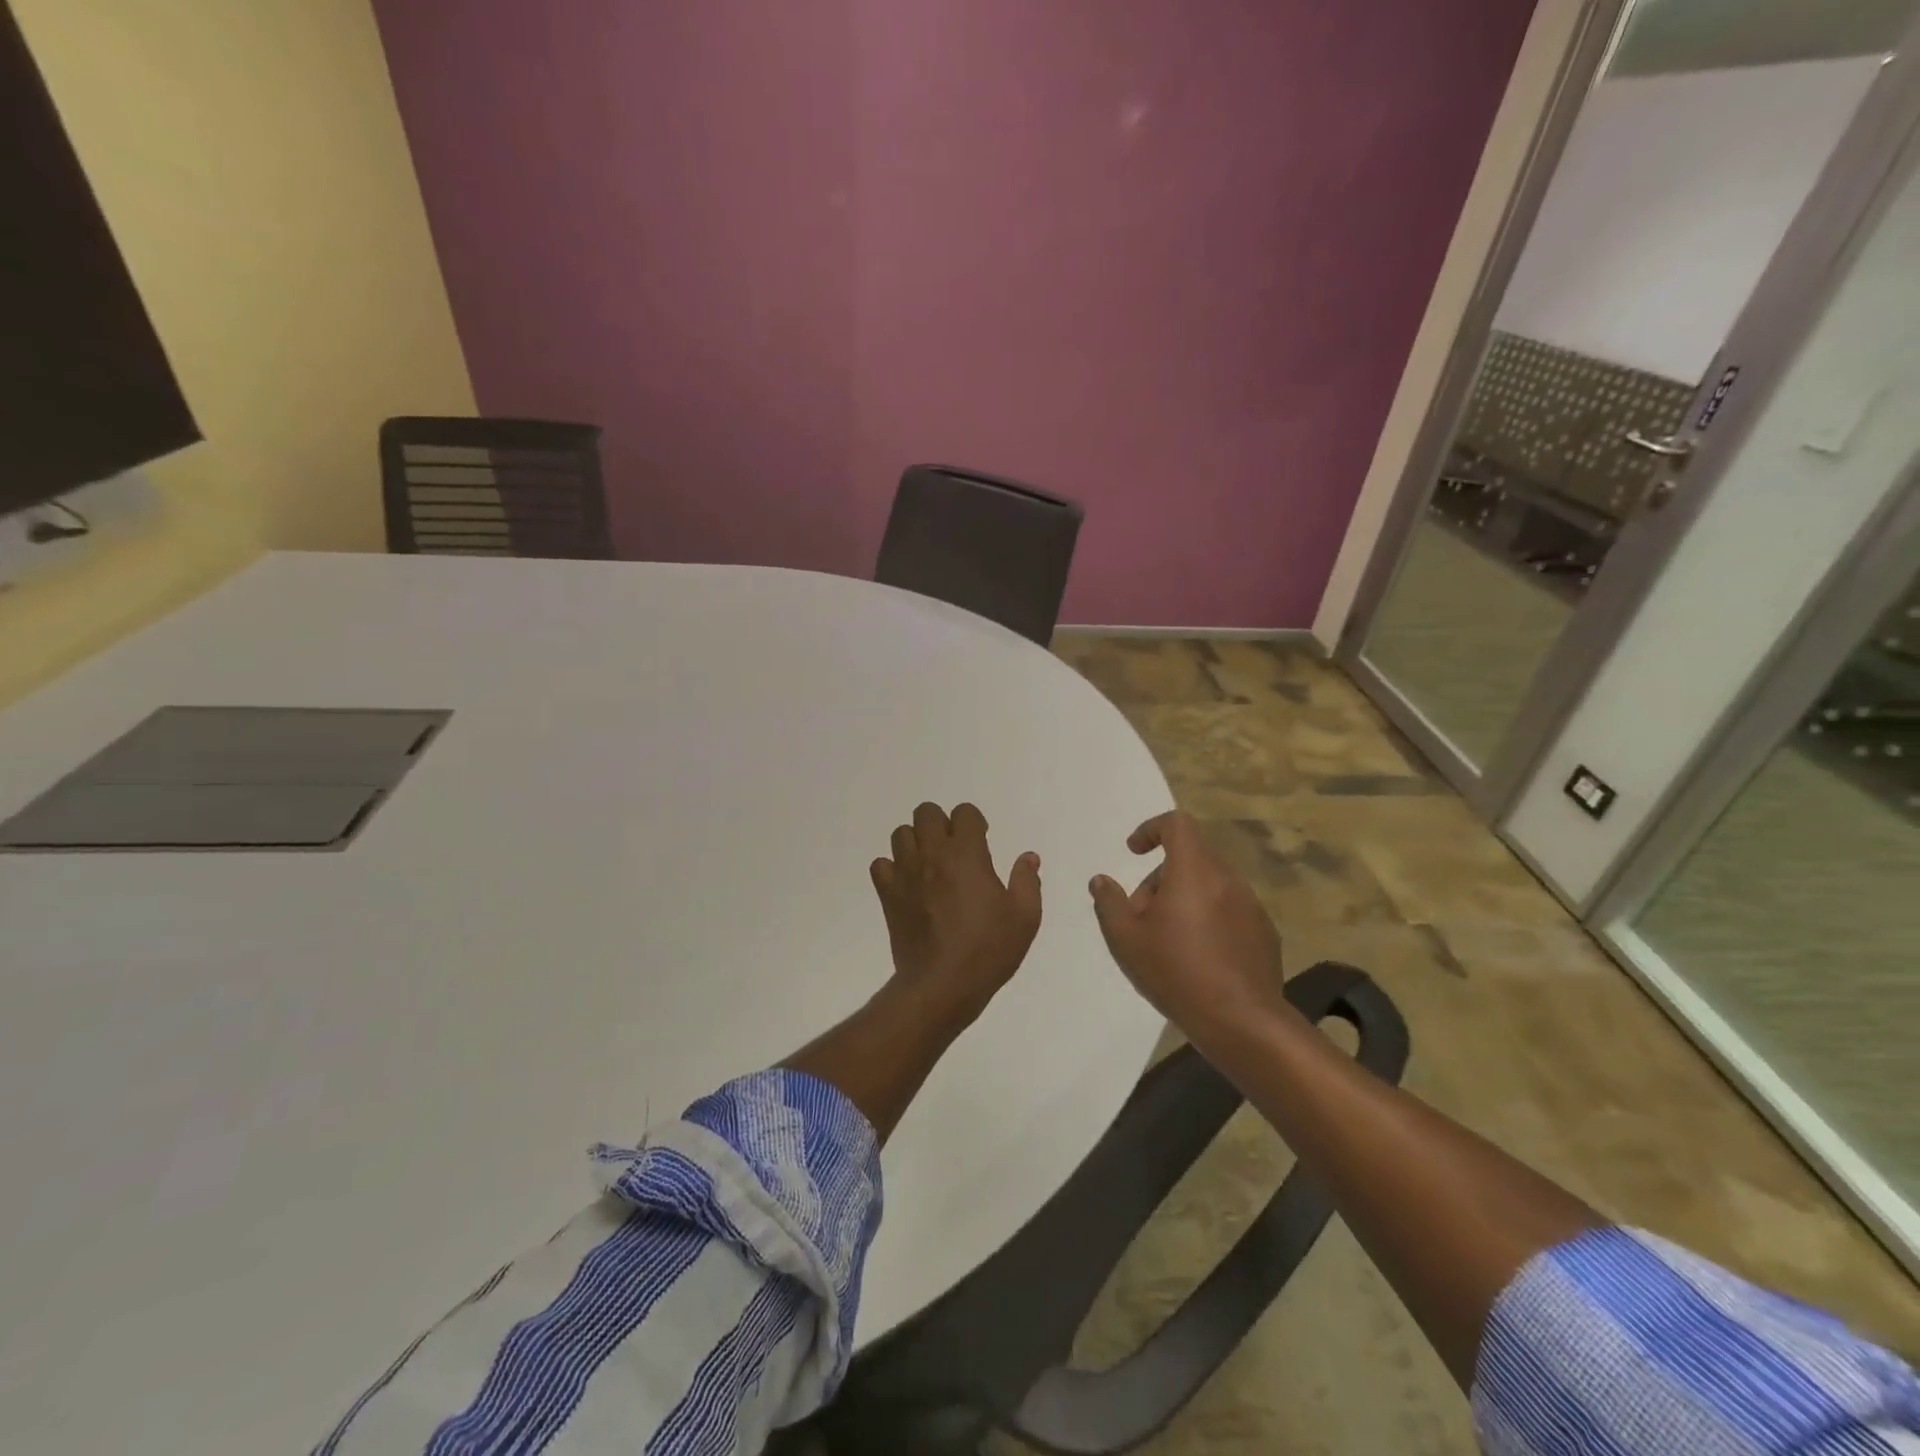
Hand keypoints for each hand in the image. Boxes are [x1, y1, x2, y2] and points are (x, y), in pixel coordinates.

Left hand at [871, 802, 1042, 1016]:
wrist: (942, 985)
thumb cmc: (988, 950)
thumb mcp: (1024, 917)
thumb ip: (1027, 881)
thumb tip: (1028, 857)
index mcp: (966, 854)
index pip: (964, 813)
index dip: (974, 822)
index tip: (982, 842)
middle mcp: (932, 855)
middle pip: (926, 813)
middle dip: (942, 824)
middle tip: (955, 850)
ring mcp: (905, 874)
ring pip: (901, 834)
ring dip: (916, 841)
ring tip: (931, 865)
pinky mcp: (888, 895)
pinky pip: (880, 865)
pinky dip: (892, 868)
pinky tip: (908, 884)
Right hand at [1088, 810, 1286, 1043]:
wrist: (1241, 1021)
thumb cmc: (1176, 972)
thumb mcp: (1125, 938)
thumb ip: (1109, 902)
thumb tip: (1101, 880)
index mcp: (1193, 871)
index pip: (1177, 824)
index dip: (1151, 829)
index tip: (1133, 852)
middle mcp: (1227, 879)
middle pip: (1190, 858)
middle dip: (1160, 879)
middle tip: (1140, 917)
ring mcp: (1251, 906)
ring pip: (1209, 886)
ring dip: (1184, 900)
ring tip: (1167, 942)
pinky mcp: (1264, 933)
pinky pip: (1229, 911)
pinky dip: (1208, 920)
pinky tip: (1197, 958)